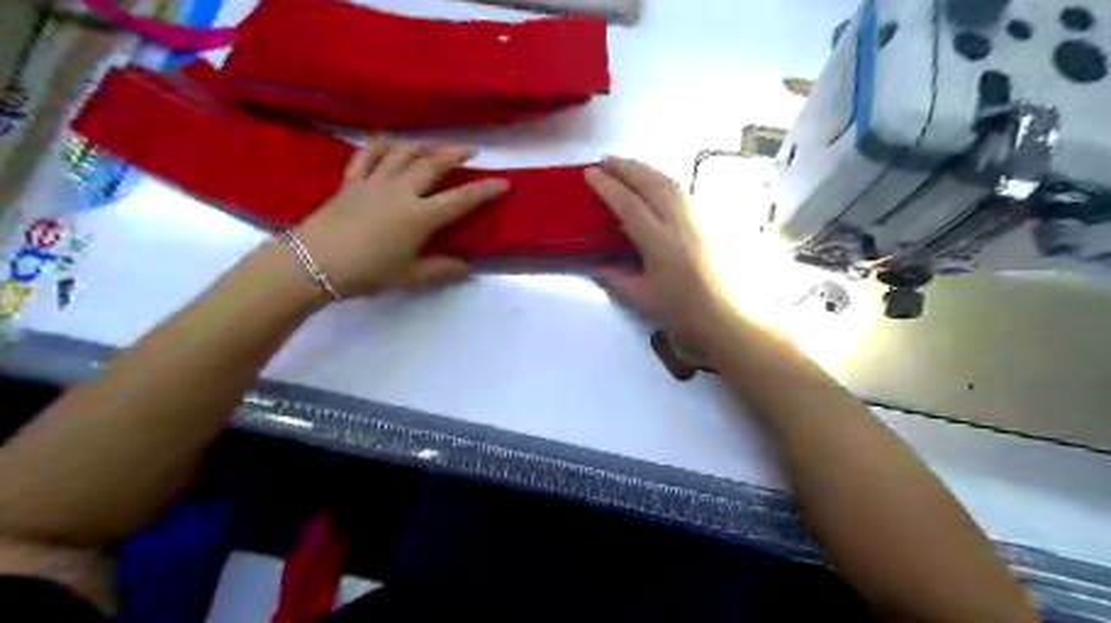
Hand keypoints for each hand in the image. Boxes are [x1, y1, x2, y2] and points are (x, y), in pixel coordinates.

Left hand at [287, 142, 509, 296]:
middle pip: (433, 164)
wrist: (314, 263)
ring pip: (403, 153)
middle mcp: (401, 191)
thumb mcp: (409, 276)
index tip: (503, 183)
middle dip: (455, 154)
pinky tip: (390, 142)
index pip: (460, 200)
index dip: (484, 190)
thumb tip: (466, 266)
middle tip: (470, 151)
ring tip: (436, 146)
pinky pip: (368, 155)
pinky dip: (381, 145)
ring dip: (424, 146)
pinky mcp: (351, 181)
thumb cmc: (367, 272)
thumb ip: (441, 269)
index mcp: (419, 216)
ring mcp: (374, 182)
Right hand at [581, 157, 729, 341]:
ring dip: (645, 170)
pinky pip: (682, 191)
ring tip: (627, 167)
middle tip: (605, 161)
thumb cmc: (681, 309)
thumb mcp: (640, 297)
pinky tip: (655, 186)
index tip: (589, 173)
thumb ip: (613, 277)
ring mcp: (698, 217)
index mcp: (659, 241)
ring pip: (669, 182)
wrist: (727, 315)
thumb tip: (595, 263)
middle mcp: (680, 221)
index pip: (628, 204)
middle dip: (626, 167)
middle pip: (650, 182)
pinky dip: (662, 181)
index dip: (607, 186)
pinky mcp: (710, 219)